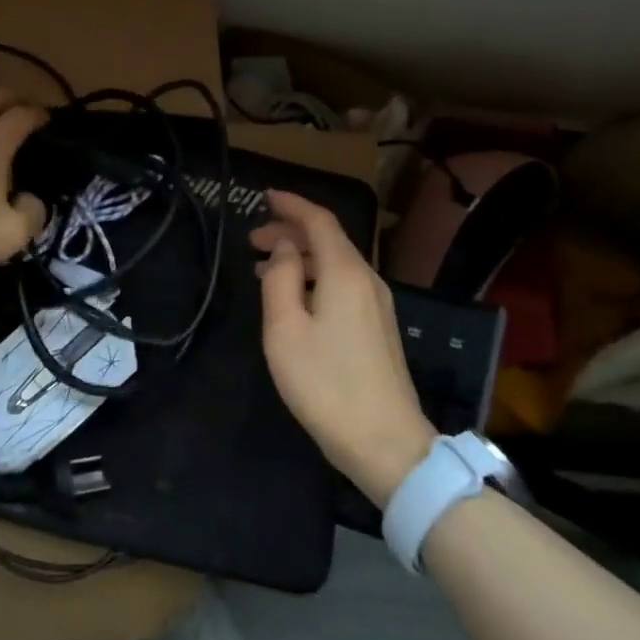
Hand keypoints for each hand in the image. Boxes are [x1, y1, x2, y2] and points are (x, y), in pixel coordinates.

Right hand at [252, 191, 435, 506]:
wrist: (386, 443)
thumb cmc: (326, 383)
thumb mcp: (286, 329)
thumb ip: (281, 279)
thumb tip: (285, 249)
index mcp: (345, 272)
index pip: (319, 220)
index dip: (292, 204)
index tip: (265, 196)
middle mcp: (367, 279)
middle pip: (329, 240)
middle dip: (291, 232)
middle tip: (253, 239)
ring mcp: (377, 305)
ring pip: (336, 263)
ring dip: (301, 257)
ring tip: (265, 266)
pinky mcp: (377, 328)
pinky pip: (343, 285)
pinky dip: (315, 278)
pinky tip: (294, 297)